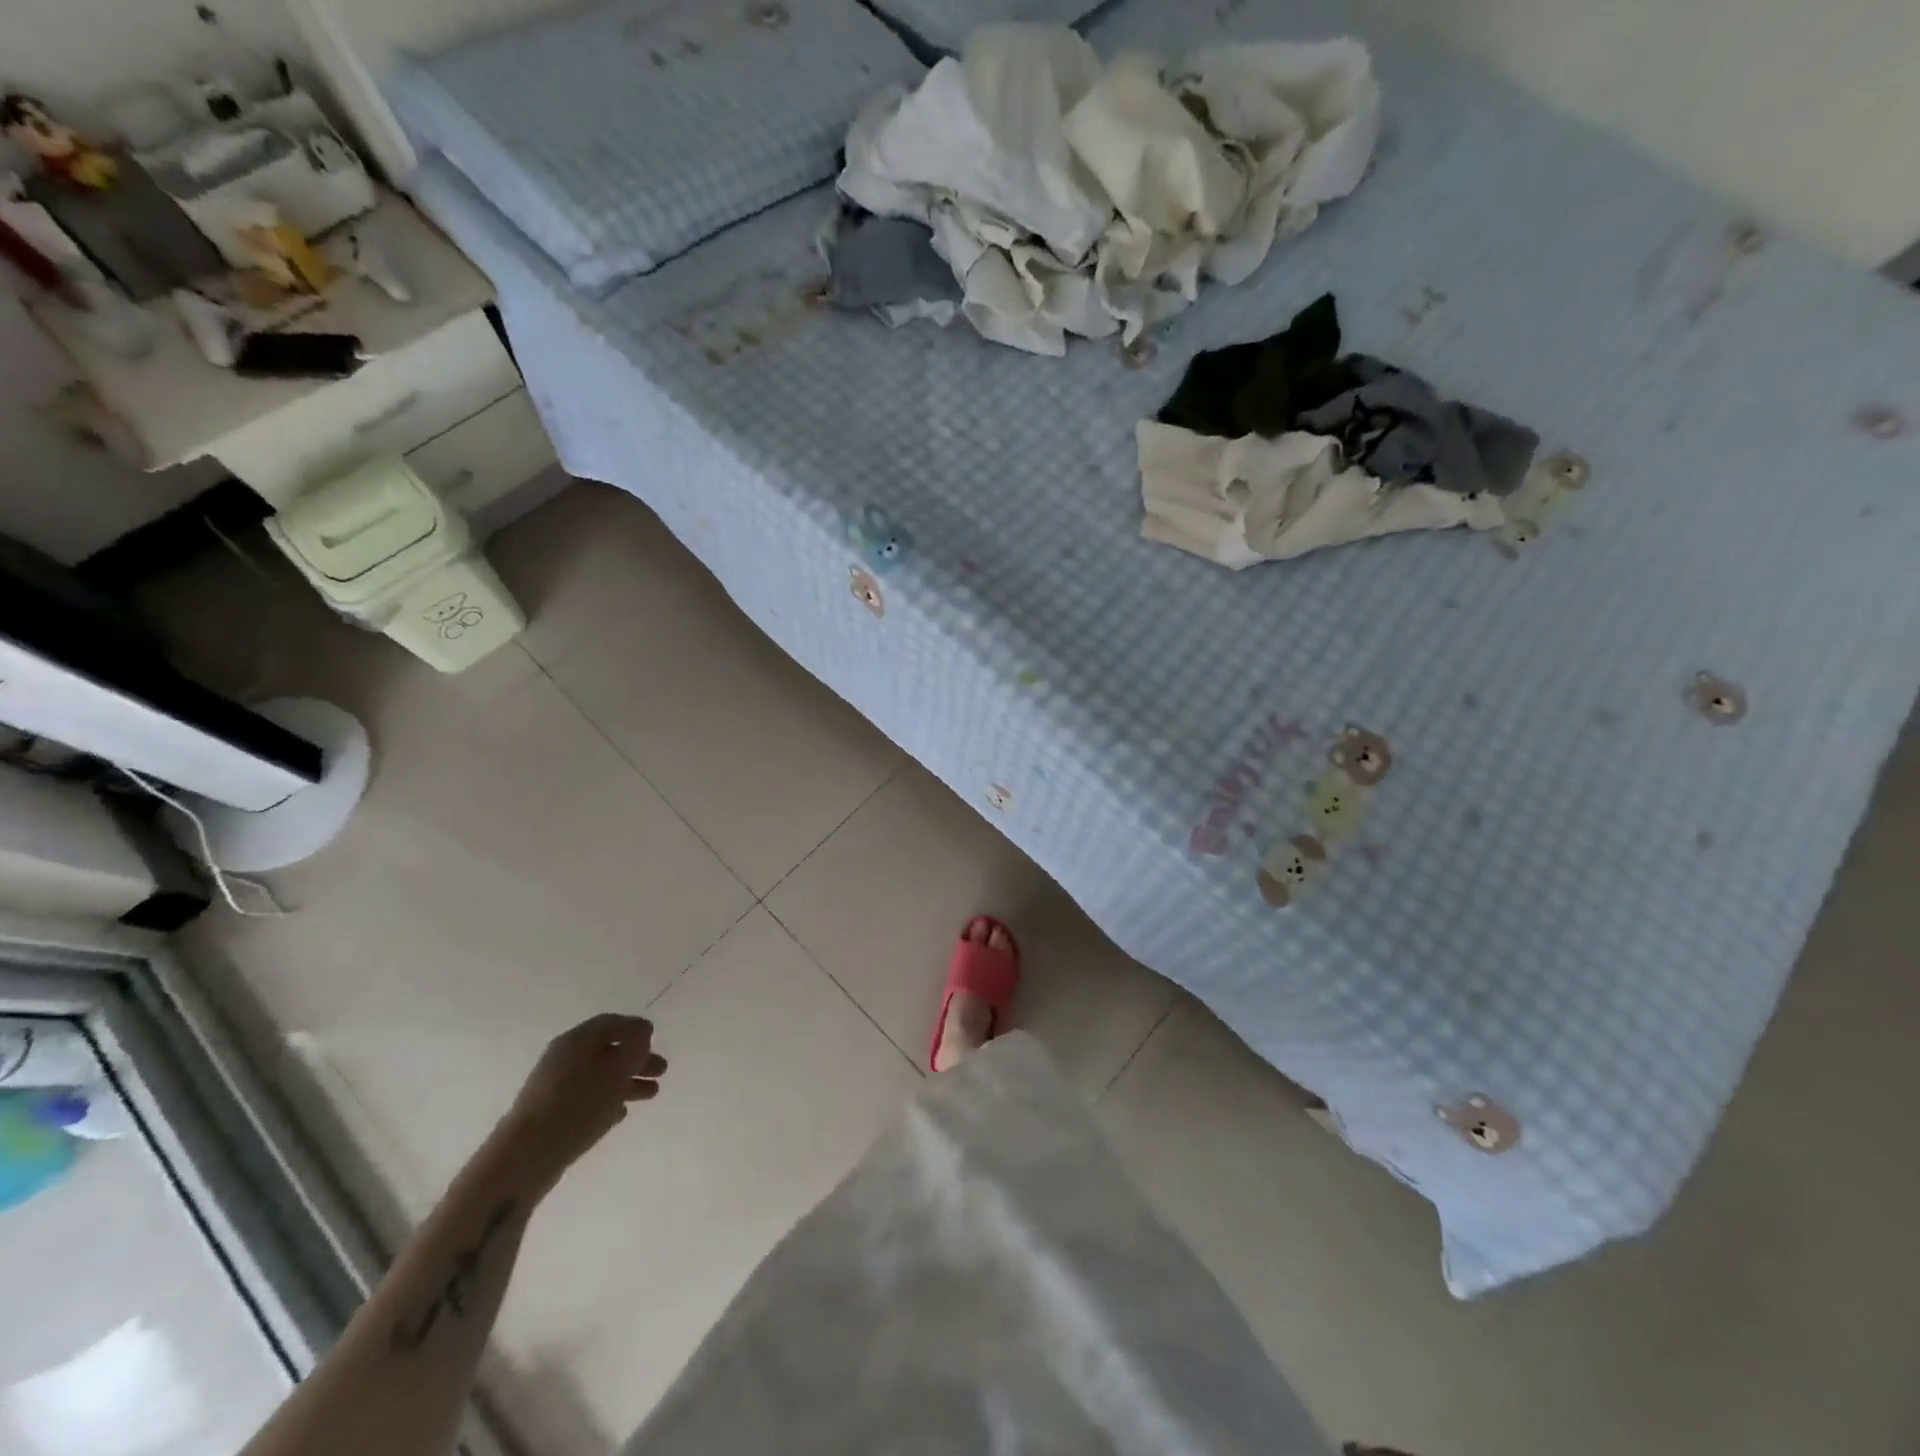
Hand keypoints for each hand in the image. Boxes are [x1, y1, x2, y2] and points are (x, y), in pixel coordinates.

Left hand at [498, 1014, 665, 1189]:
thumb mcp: (617, 1069)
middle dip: (637, 1058)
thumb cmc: (579, 1103)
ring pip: (600, 1077)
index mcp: (577, 1039)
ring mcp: (555, 1087)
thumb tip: (642, 1031)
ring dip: (628, 1082)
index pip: (612, 1023)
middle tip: (661, 1070)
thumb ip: (635, 1046)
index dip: (636, 1028)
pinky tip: (622, 1113)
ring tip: (651, 1094)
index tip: (656, 1038)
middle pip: (608, 1050)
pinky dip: (608, 1100)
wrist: (526, 1155)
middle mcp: (564, 1057)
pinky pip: (587, 1098)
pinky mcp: (551, 1113)